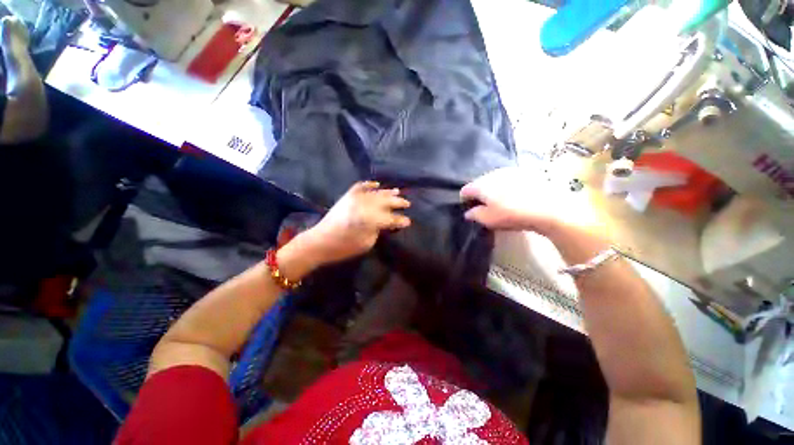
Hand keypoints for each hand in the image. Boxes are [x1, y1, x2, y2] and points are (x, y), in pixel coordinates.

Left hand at [300, 181, 410, 265]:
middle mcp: (364, 205)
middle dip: (397, 202)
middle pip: (385, 202)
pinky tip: (376, 184)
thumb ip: (379, 230)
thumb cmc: (344, 247)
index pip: (390, 218)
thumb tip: (386, 223)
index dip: (400, 220)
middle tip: (407, 204)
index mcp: (369, 219)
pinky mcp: (347, 197)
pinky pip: (360, 187)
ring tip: (398, 192)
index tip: (408, 221)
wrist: (320, 241)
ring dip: (387, 192)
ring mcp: (354, 199)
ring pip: (375, 193)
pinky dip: (369, 184)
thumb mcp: (366, 243)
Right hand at [460, 167, 560, 234]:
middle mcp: (492, 174)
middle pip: (478, 183)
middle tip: (484, 206)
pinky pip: (506, 178)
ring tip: (499, 201)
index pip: (465, 190)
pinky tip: (513, 195)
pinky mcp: (522, 172)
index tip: (469, 209)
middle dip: (478, 193)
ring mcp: (508, 171)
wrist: (549, 207)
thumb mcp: (489, 219)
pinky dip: (504, 185)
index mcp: (481, 185)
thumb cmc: (513, 214)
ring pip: (493, 179)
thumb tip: (468, 212)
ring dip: (491, 189)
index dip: (464, 200)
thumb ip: (475, 215)